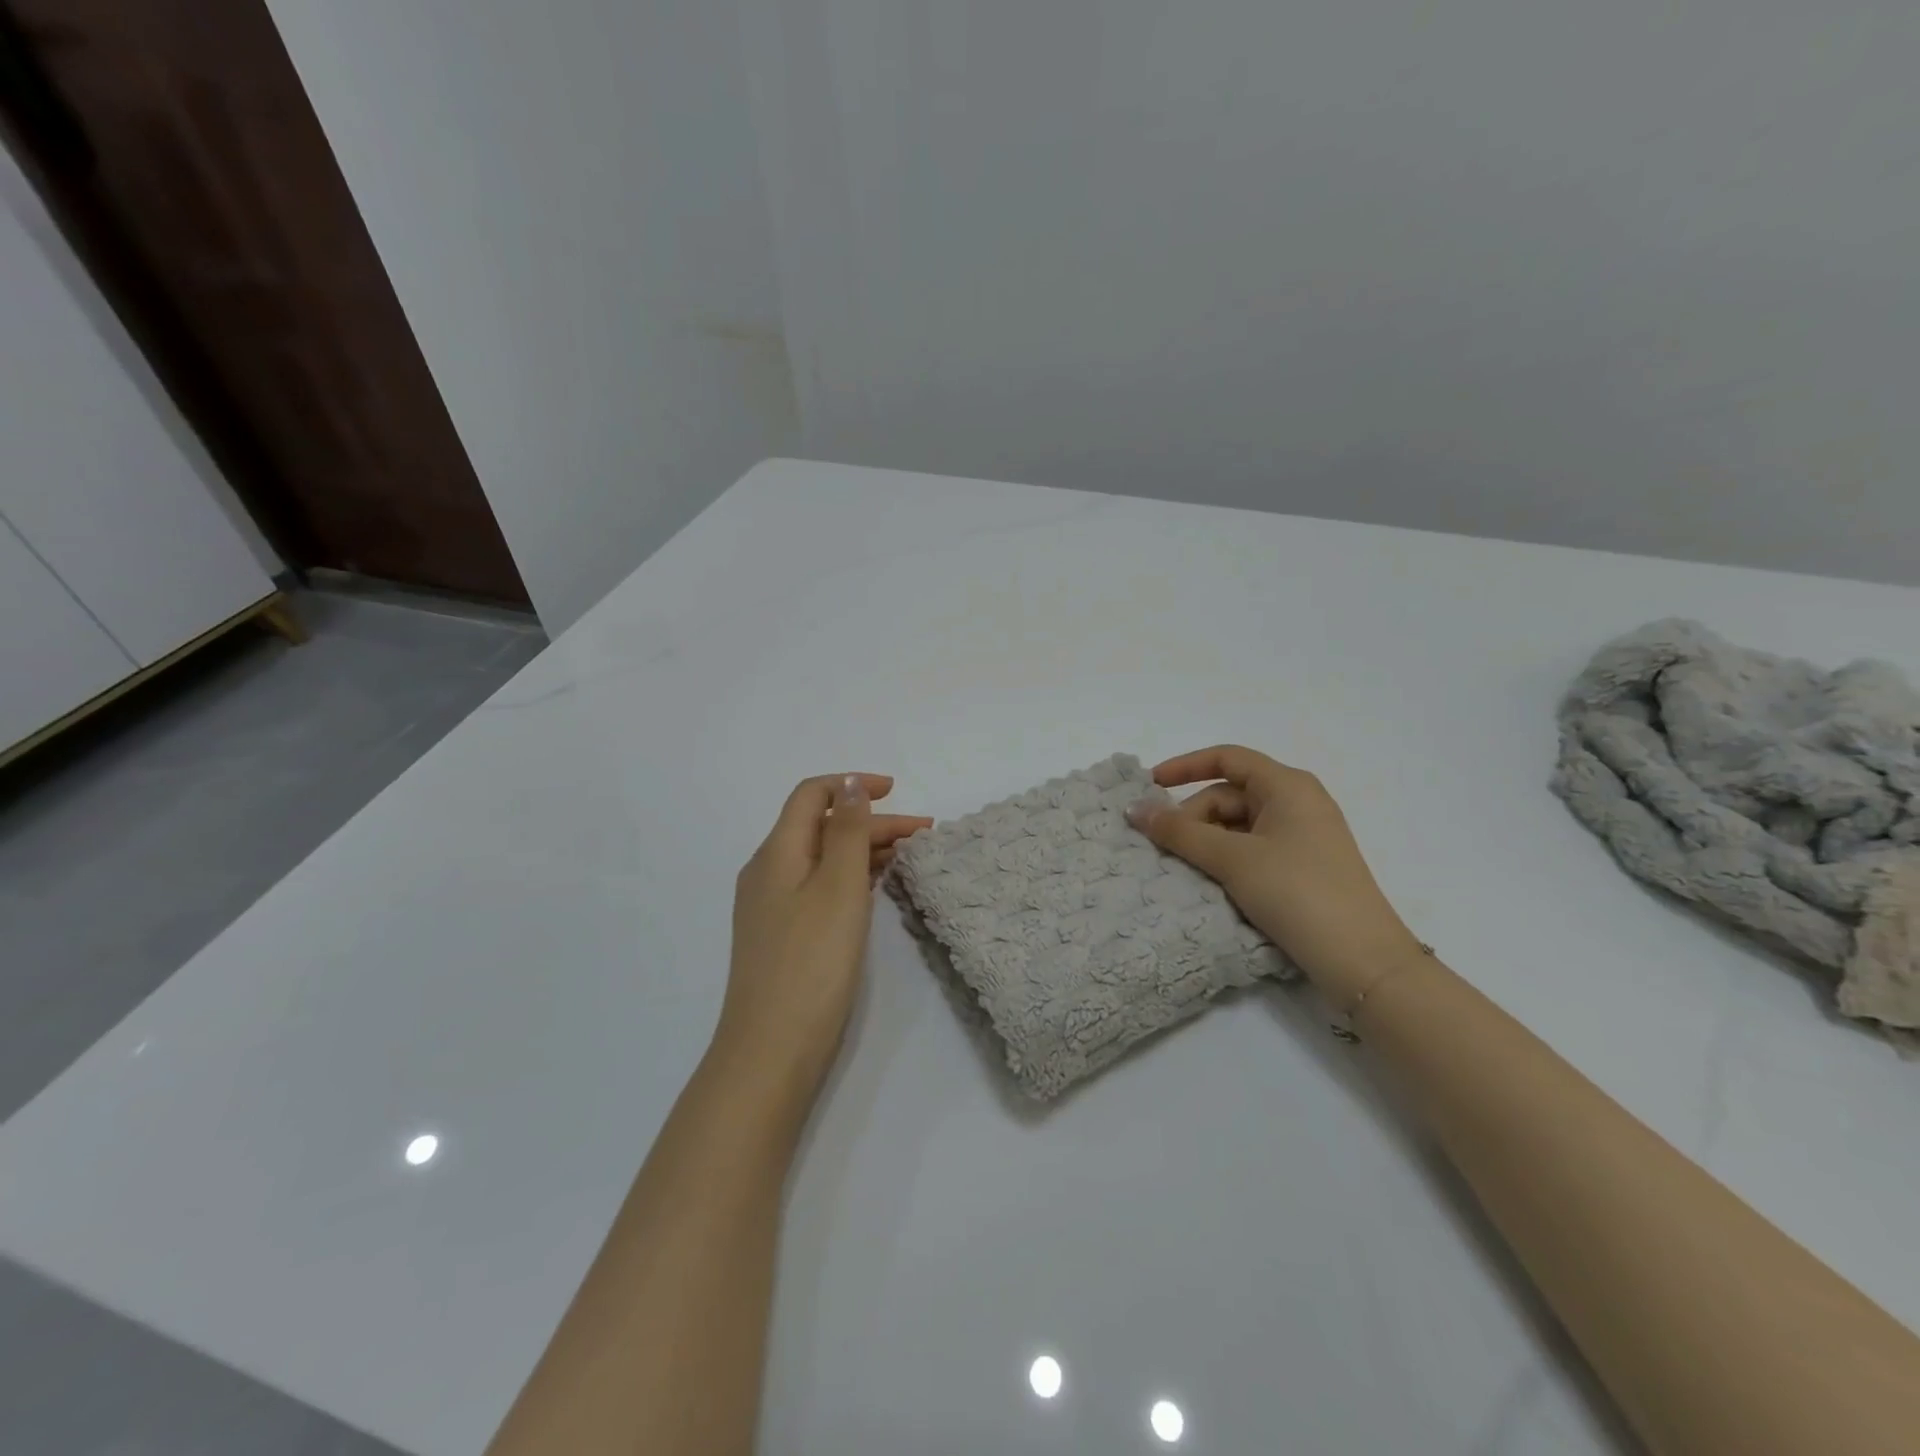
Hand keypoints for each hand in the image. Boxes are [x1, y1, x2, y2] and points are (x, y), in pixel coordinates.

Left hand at [714, 773, 931, 1102]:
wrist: (772, 1051)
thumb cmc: (811, 962)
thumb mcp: (838, 886)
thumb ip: (847, 831)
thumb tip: (850, 783)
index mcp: (776, 852)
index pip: (811, 795)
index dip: (853, 785)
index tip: (896, 792)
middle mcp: (768, 872)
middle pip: (822, 827)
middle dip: (871, 822)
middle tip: (922, 835)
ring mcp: (772, 907)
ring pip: (823, 859)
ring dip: (864, 850)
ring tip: (910, 858)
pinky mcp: (783, 936)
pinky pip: (820, 888)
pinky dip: (851, 879)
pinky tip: (878, 890)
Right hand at [1128, 745, 1422, 1004]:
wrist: (1362, 961)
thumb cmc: (1297, 892)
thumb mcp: (1232, 859)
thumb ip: (1179, 832)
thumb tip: (1134, 809)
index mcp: (1287, 786)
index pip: (1227, 758)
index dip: (1185, 766)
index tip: (1149, 786)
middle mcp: (1297, 803)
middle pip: (1228, 795)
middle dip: (1192, 816)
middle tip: (1165, 849)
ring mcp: (1302, 837)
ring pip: (1238, 825)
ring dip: (1206, 842)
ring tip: (1183, 870)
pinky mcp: (1302, 868)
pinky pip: (1252, 849)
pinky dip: (1225, 859)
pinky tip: (1209, 883)